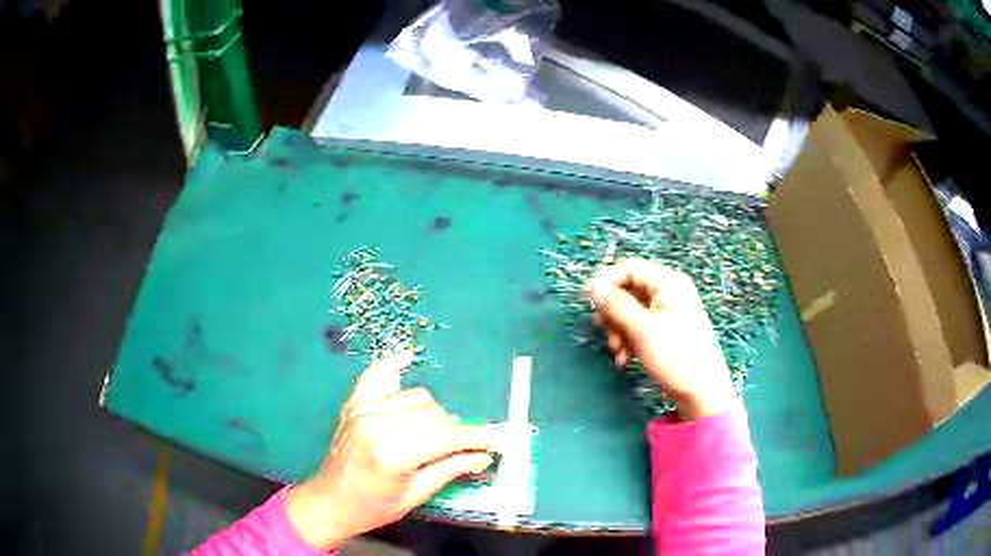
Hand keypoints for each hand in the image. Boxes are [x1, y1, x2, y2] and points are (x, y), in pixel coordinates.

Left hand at [286, 352, 498, 549]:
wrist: (329, 501)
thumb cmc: (372, 507)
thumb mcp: (414, 496)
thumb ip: (449, 470)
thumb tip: (483, 456)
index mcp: (392, 453)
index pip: (445, 436)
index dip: (475, 437)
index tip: (498, 439)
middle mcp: (377, 423)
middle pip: (432, 413)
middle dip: (455, 430)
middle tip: (466, 447)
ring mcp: (363, 409)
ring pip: (415, 397)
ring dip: (433, 413)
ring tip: (434, 434)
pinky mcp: (354, 404)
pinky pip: (377, 376)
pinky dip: (393, 367)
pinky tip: (407, 359)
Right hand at [587, 258, 736, 419]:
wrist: (702, 392)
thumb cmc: (674, 355)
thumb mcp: (641, 328)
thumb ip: (616, 304)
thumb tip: (593, 286)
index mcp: (668, 283)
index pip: (630, 268)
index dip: (606, 281)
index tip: (587, 300)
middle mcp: (669, 293)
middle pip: (629, 290)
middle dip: (612, 312)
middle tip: (603, 331)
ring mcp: (669, 313)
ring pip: (631, 311)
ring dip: (618, 330)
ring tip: (617, 351)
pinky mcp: (667, 333)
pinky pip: (640, 327)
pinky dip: (628, 340)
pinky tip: (625, 359)